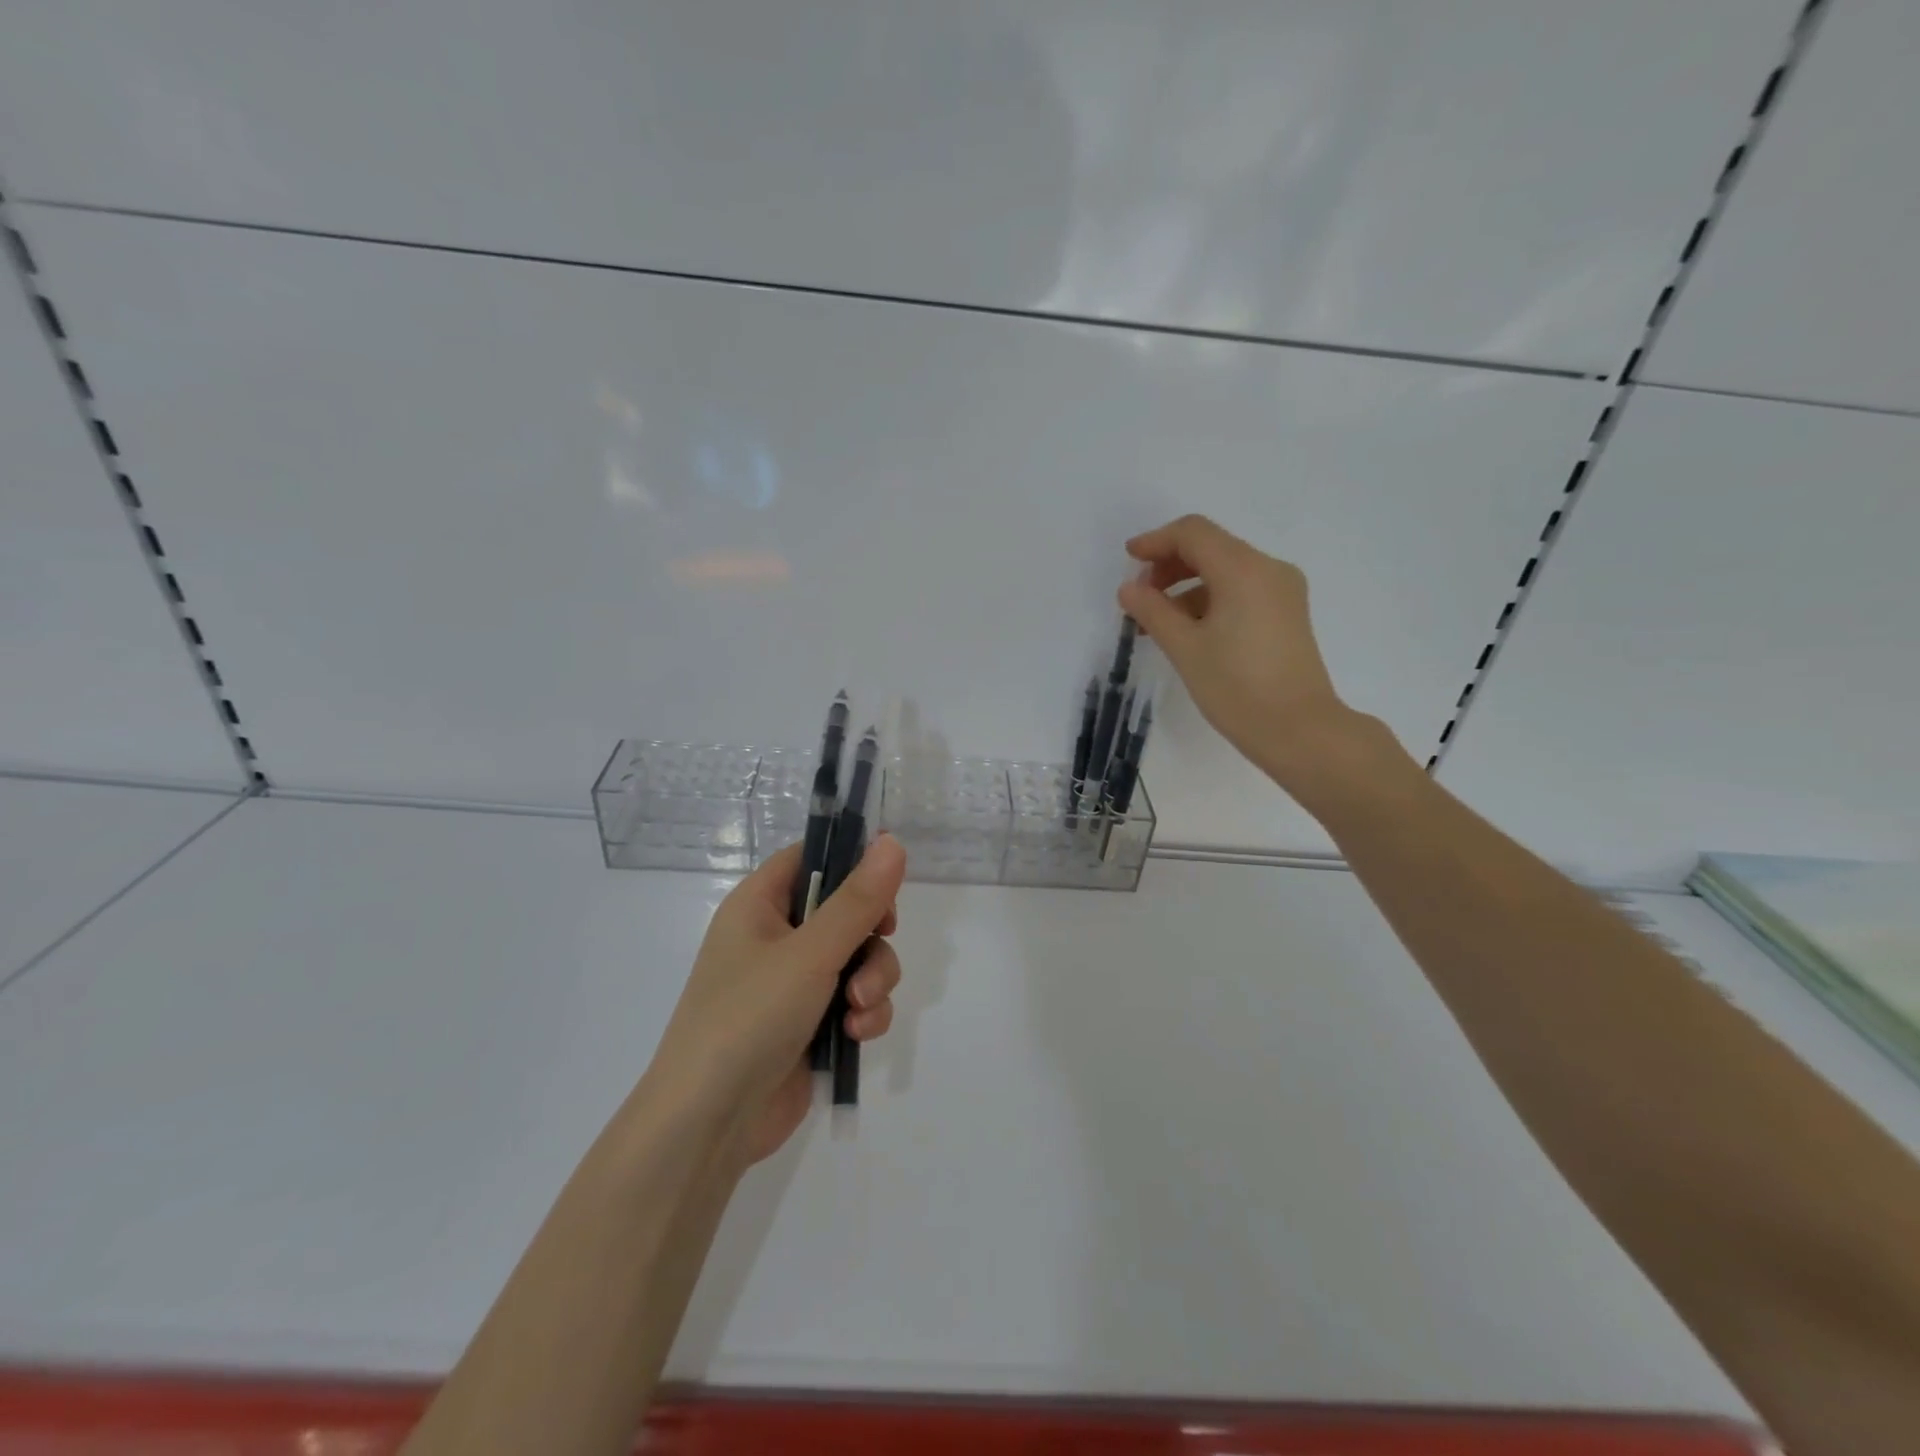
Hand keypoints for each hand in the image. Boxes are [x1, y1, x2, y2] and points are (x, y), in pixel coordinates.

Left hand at [647, 834, 907, 1164]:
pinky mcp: (810, 1024)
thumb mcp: (810, 953)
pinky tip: (857, 1034)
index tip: (890, 873)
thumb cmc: (749, 1017)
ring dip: (873, 979)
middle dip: (872, 934)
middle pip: (846, 910)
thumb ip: (857, 900)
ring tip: (859, 1007)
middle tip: (880, 941)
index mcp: (759, 905)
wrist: (708, 1125)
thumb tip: (893, 842)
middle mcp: (776, 938)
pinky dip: (864, 1013)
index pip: (811, 858)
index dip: (852, 859)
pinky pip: (854, 1001)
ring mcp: (793, 984)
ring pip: (858, 959)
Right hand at [1117, 514, 1367, 793]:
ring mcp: (1282, 591)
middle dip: (1170, 565)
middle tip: (1140, 597)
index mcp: (1244, 570)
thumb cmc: (1237, 688)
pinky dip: (1209, 600)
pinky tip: (1188, 630)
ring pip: (1225, 570)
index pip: (1193, 533)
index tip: (1128, 561)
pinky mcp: (1286, 614)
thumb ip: (1153, 611)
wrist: (1299, 730)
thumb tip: (1129, 589)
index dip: (1156, 541)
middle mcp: (1268, 569)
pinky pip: (1241, 590)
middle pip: (1211, 547)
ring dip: (1187, 585)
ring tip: (1157, 621)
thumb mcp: (1185, 648)